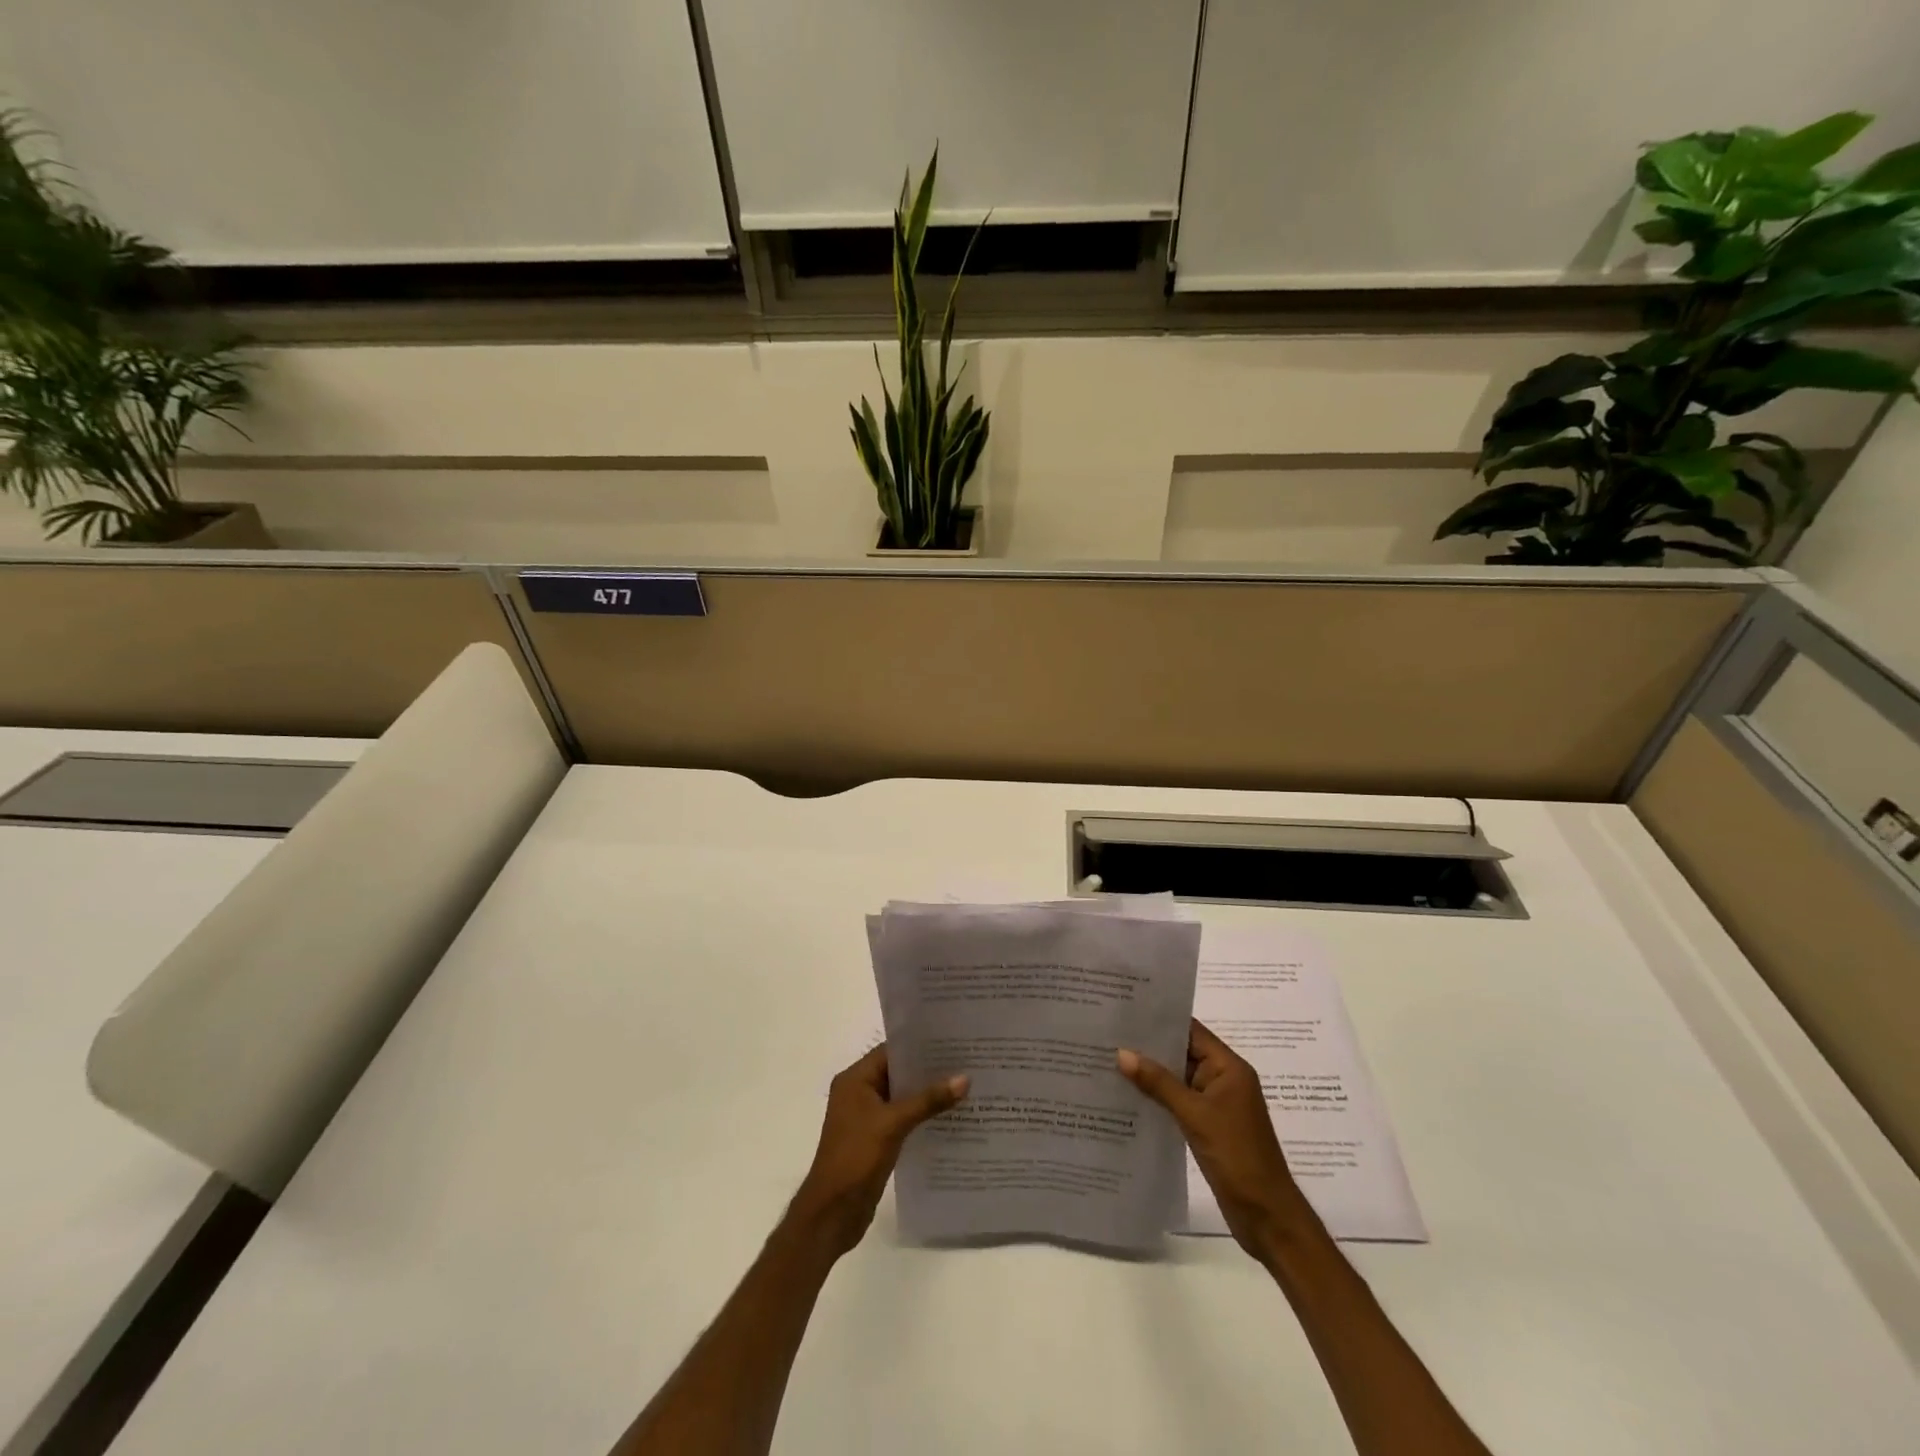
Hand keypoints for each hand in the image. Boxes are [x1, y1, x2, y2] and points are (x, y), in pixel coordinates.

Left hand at [790, 1045, 967, 1258]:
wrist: (832, 1213)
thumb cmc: (856, 1157)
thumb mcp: (893, 1124)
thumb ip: (928, 1100)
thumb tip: (964, 1078)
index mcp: (855, 1080)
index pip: (890, 1051)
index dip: (919, 1046)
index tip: (952, 1042)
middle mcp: (859, 1093)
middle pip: (898, 1073)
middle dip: (928, 1071)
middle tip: (965, 1062)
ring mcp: (867, 1118)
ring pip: (902, 1098)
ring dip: (928, 1095)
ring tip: (965, 1088)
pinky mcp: (876, 1140)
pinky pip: (903, 1120)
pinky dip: (922, 1117)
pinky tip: (950, 1118)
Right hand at [1118, 1019, 1309, 1262]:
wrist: (1267, 1216)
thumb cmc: (1237, 1156)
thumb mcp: (1195, 1115)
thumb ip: (1159, 1083)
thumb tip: (1122, 1053)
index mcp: (1229, 1067)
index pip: (1191, 1031)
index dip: (1161, 1019)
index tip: (1127, 1010)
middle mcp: (1223, 1079)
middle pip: (1183, 1052)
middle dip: (1150, 1046)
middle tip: (1109, 1033)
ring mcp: (1216, 1104)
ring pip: (1178, 1078)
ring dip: (1151, 1073)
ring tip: (1110, 1060)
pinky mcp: (1208, 1126)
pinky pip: (1179, 1102)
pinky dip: (1158, 1097)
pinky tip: (1129, 1096)